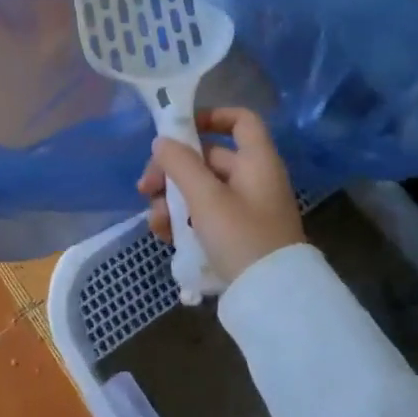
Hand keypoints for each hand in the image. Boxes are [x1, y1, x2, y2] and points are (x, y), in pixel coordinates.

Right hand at [137, 108, 304, 284]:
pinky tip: (163, 235)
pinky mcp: (236, 234)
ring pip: (200, 189)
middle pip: (208, 158)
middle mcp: (253, 179)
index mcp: (257, 161)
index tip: (178, 129)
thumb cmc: (242, 237)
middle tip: (145, 188)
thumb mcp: (206, 198)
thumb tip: (162, 141)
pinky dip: (183, 219)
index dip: (211, 116)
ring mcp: (245, 208)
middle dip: (172, 170)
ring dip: (171, 199)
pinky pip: (204, 215)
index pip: (241, 120)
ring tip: (154, 221)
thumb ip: (180, 164)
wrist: (272, 300)